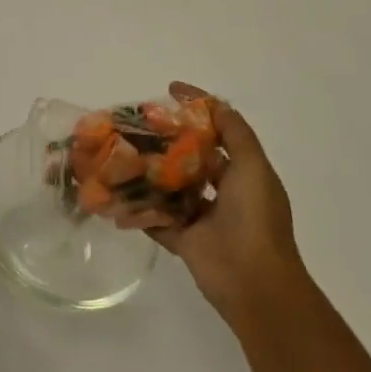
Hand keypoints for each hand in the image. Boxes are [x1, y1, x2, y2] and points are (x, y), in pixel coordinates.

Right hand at [118, 83, 306, 328]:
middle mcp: (223, 193)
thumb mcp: (253, 167)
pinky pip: (155, 218)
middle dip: (164, 139)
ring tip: (119, 150)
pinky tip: (114, 188)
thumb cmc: (255, 218)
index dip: (196, 108)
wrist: (253, 282)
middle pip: (189, 157)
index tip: (168, 89)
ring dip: (148, 170)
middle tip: (133, 121)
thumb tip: (211, 102)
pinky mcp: (182, 239)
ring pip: (169, 186)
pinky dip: (137, 206)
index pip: (218, 132)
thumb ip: (235, 133)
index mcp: (243, 174)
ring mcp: (201, 217)